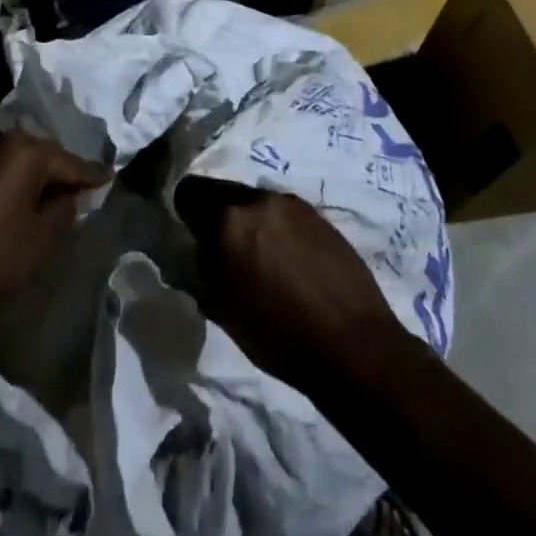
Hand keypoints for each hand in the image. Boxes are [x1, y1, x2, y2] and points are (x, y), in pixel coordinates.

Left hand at [0, 126, 111, 328]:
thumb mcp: (42, 239)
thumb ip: (65, 210)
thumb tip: (69, 196)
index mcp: (24, 150)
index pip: (70, 162)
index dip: (92, 174)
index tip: (111, 177)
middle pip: (41, 155)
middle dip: (59, 172)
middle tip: (79, 189)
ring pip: (14, 161)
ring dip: (31, 176)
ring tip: (49, 195)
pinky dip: (8, 181)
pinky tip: (15, 201)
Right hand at [176, 178, 414, 399]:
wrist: (352, 343)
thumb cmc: (277, 335)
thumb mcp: (221, 310)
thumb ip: (198, 271)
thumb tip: (189, 253)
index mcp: (227, 219)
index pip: (188, 192)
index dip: (184, 214)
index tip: (189, 237)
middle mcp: (257, 199)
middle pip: (221, 192)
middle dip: (216, 216)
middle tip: (223, 251)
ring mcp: (290, 202)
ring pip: (253, 201)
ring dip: (248, 221)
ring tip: (259, 258)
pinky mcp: (317, 212)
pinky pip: (281, 211)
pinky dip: (276, 227)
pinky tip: (287, 260)